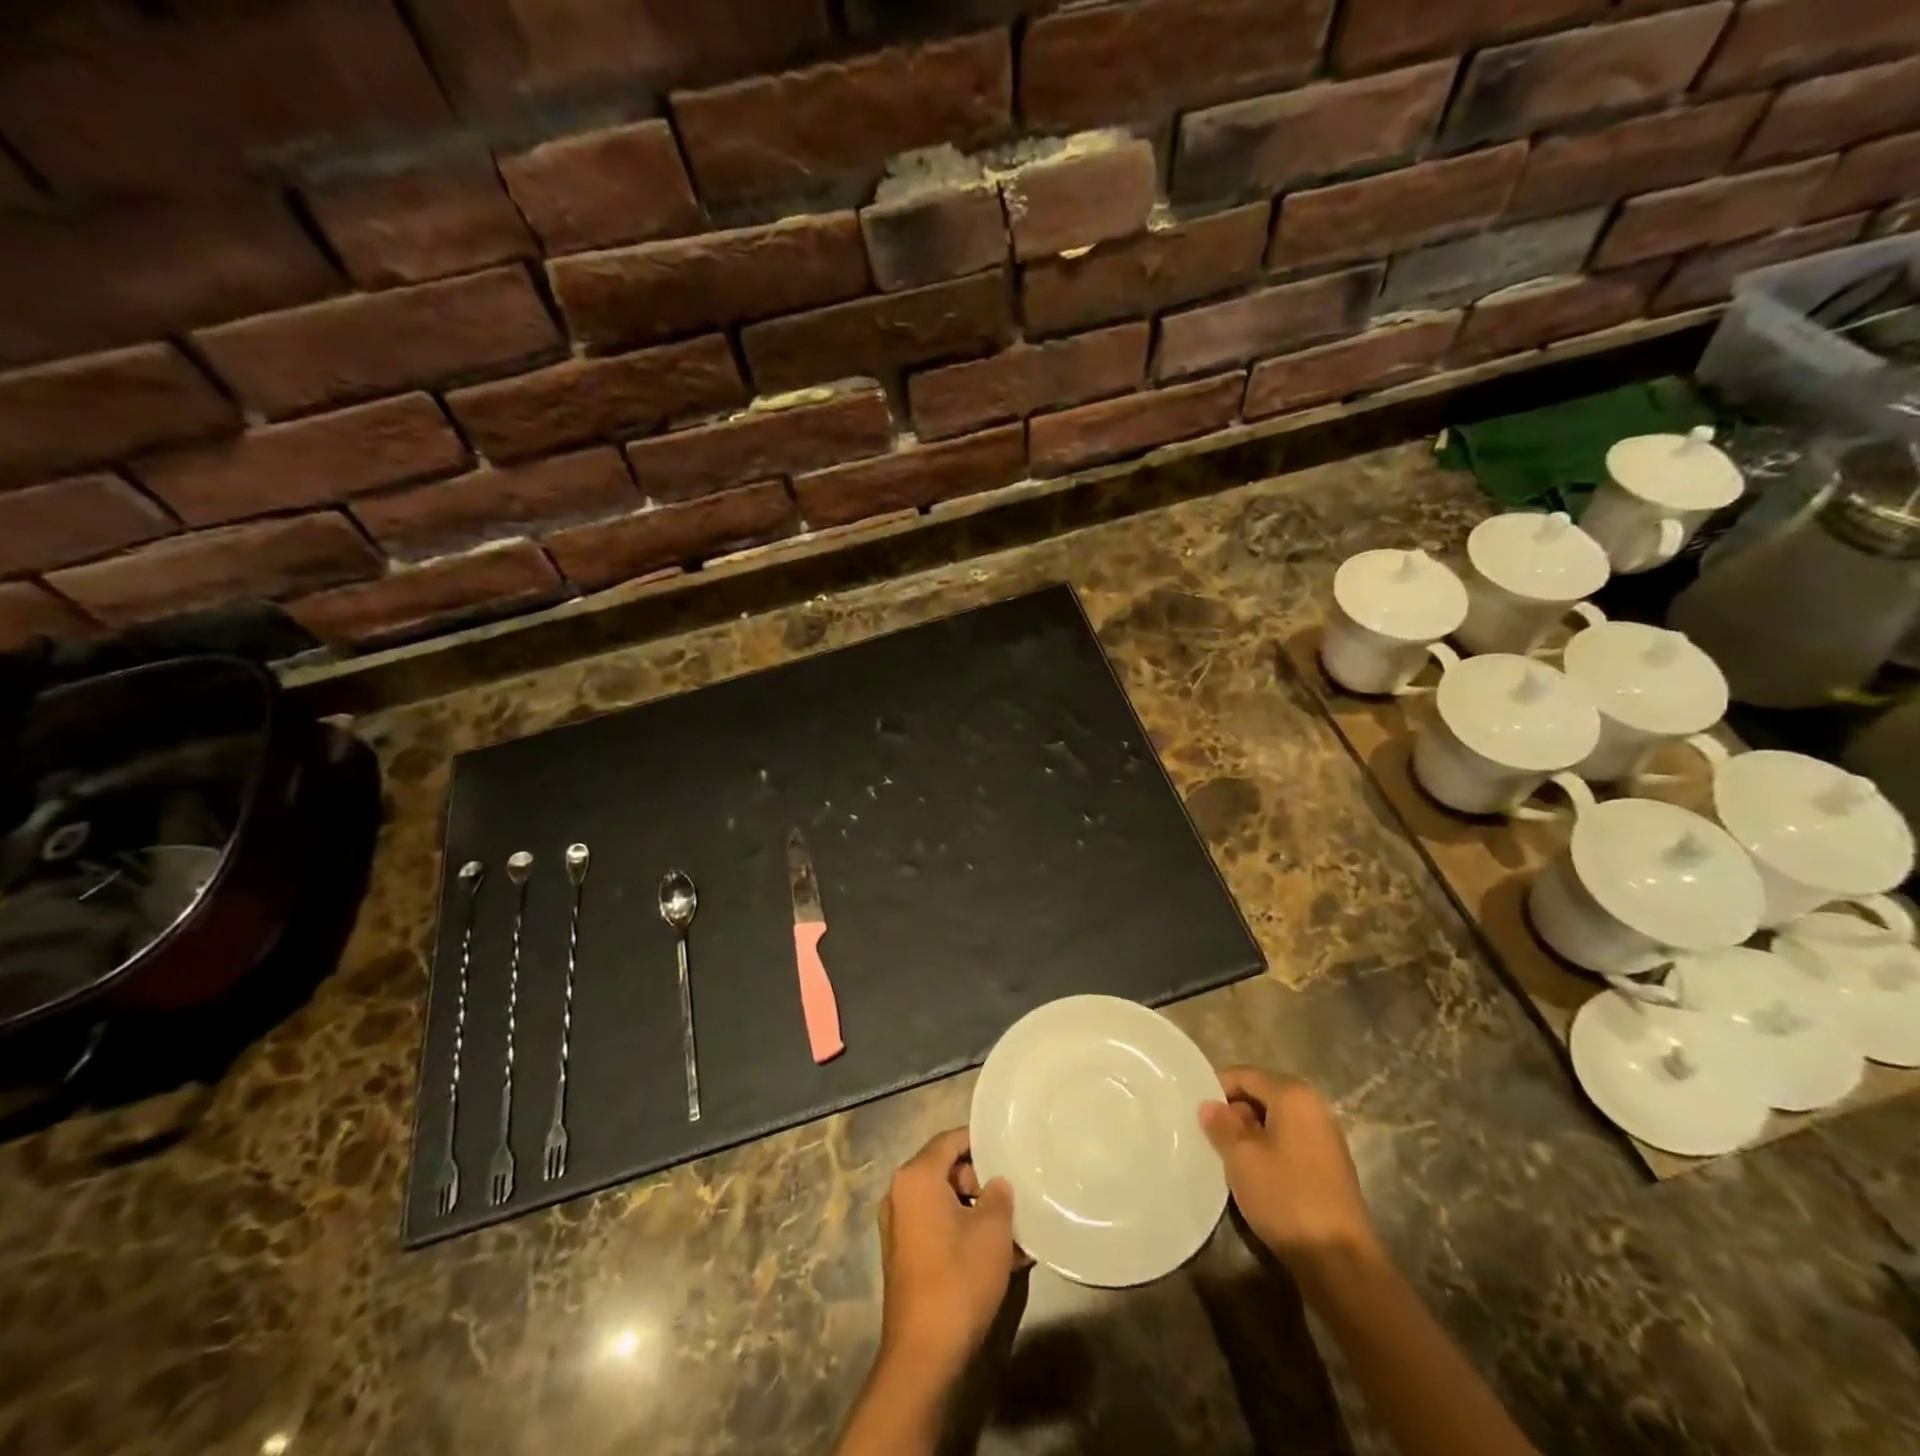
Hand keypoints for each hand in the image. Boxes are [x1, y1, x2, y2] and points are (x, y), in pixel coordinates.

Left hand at [875, 1128, 1018, 1384]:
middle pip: (945, 1169)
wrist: (924, 1354)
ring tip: (1012, 1232)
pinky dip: (962, 1232)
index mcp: (915, 1177)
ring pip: (943, 1202)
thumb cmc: (959, 1278)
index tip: (1007, 1150)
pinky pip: (936, 1227)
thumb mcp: (992, 1230)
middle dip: (980, 1181)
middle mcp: (899, 1194)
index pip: (949, 1140)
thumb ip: (999, 1194)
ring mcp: (898, 1227)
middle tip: (1011, 1198)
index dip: (980, 1142)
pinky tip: (996, 1256)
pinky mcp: (903, 1256)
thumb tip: (996, 1184)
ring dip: (975, 1211)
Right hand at [1200, 1067, 1379, 1273]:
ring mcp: (1326, 1138)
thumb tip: (1210, 1105)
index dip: (1217, 1088)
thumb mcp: (1241, 1157)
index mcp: (1294, 1095)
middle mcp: (1314, 1107)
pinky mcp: (1330, 1166)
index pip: (1245, 1075)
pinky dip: (1269, 1150)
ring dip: (1250, 1134)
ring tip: (1228, 1157)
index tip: (1196, 1111)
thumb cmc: (1286, 1197)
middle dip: (1234, 1112)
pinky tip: (1254, 1175)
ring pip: (1275, 1121)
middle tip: (1209, 1136)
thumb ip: (1221, 1124)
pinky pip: (1289, 1142)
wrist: (1340, 1262)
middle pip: (1262, 1095)